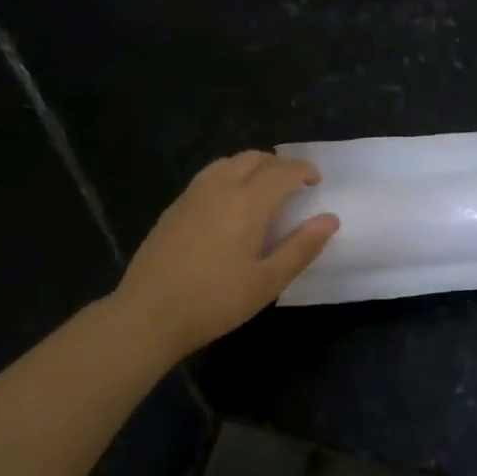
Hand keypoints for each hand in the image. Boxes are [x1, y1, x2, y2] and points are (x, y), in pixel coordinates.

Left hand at [113, 152, 338, 357]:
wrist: (146, 316)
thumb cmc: (214, 302)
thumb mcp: (267, 282)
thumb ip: (301, 247)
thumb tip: (330, 219)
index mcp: (247, 203)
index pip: (282, 171)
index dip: (303, 170)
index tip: (316, 182)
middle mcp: (220, 187)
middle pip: (254, 158)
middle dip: (279, 165)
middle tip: (293, 186)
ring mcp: (192, 195)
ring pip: (229, 162)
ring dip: (252, 167)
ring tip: (262, 189)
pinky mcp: (174, 207)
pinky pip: (208, 176)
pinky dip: (229, 176)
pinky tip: (228, 204)